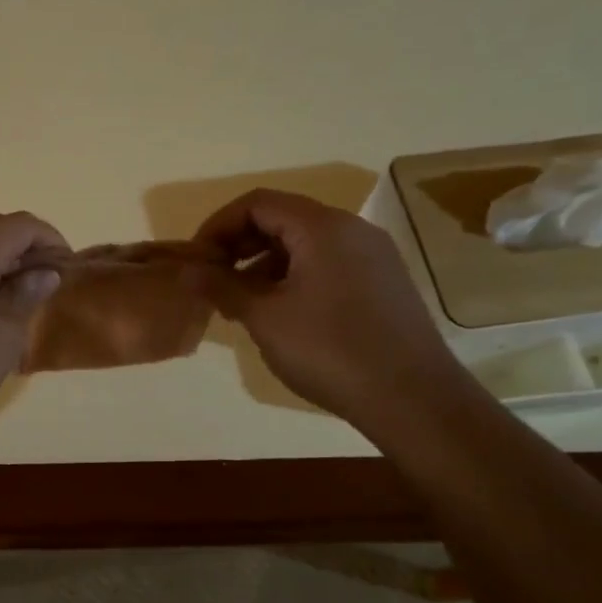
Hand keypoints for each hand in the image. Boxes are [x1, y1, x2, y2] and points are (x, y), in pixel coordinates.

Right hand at [194, 189, 469, 430]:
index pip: (257, 203)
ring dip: (263, 264)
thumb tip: (188, 270)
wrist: (413, 399)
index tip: (195, 260)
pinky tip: (279, 315)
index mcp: (322, 227)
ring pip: (303, 244)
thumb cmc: (329, 350)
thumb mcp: (264, 317)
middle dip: (239, 245)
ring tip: (240, 303)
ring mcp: (372, 257)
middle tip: (212, 281)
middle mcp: (351, 230)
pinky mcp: (381, 283)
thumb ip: (221, 286)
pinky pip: (325, 264)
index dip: (217, 226)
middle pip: (281, 219)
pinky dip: (292, 278)